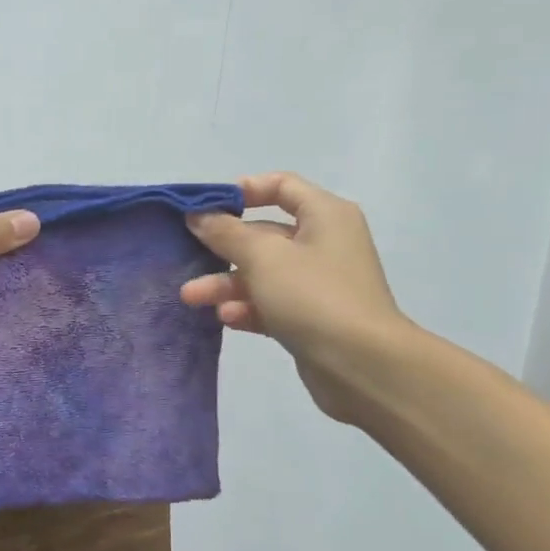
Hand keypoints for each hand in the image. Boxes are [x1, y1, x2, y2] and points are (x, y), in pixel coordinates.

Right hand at [180, 173, 409, 421]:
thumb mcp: (262, 257)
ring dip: (225, 283)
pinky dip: (246, 307)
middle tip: (186, 257)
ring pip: (262, 273)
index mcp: (324, 215)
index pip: (281, 185)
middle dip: (222, 248)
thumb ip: (225, 232)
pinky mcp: (311, 318)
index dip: (241, 191)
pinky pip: (270, 303)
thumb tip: (197, 215)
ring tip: (191, 297)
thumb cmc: (313, 295)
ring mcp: (318, 283)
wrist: (363, 365)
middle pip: (264, 234)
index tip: (205, 207)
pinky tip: (226, 318)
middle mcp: (324, 243)